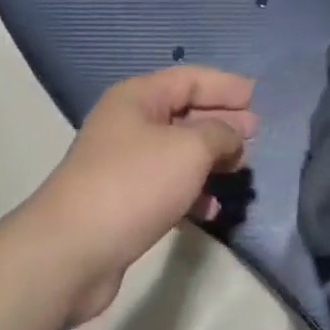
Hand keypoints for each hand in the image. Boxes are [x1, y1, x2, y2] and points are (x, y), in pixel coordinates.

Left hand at [20, 67, 256, 325]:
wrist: (71, 251)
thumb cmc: (133, 184)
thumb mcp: (188, 150)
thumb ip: (219, 134)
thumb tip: (234, 134)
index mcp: (138, 96)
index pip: (189, 78)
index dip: (224, 86)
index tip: (257, 96)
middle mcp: (128, 122)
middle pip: (183, 112)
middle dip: (220, 120)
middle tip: (256, 131)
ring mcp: (122, 163)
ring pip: (176, 150)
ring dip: (209, 157)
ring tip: (242, 167)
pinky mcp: (122, 201)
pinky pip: (166, 184)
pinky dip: (191, 190)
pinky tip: (213, 207)